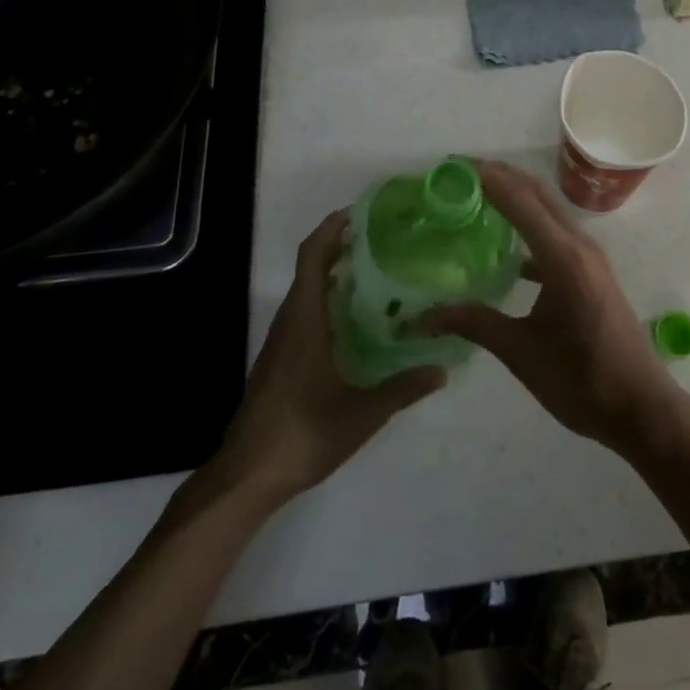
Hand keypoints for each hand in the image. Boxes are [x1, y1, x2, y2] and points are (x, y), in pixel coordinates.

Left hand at [212, 210, 443, 504]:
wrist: (247, 476)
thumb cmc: (302, 435)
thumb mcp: (360, 414)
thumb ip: (401, 390)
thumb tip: (442, 371)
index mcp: (304, 321)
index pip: (312, 257)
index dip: (331, 229)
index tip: (360, 214)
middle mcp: (290, 322)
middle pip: (310, 267)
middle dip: (339, 245)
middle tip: (381, 238)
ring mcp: (281, 341)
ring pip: (306, 290)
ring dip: (333, 271)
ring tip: (376, 270)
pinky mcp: (280, 359)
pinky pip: (304, 311)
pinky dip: (327, 297)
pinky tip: (355, 317)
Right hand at [424, 160, 687, 461]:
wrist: (641, 408)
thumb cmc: (583, 382)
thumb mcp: (522, 354)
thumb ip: (474, 325)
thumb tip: (423, 316)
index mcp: (563, 258)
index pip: (520, 200)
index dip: (486, 178)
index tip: (451, 165)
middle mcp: (579, 244)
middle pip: (536, 192)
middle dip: (498, 175)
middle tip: (456, 173)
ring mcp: (588, 255)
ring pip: (547, 208)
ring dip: (514, 194)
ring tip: (474, 195)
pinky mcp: (590, 269)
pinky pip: (554, 231)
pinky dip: (528, 224)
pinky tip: (502, 245)